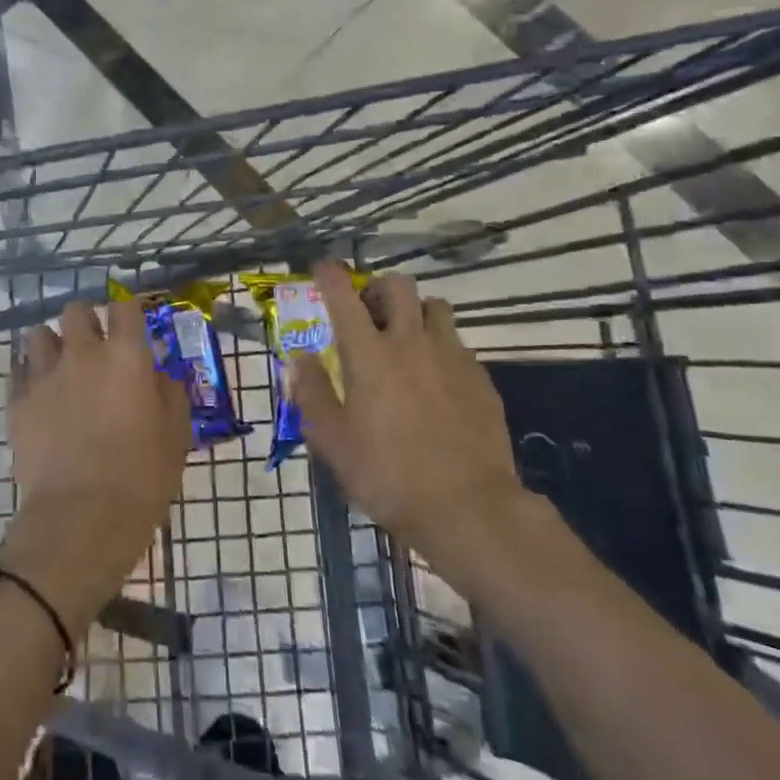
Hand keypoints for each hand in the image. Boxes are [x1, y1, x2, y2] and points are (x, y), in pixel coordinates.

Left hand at [0, 299, 188, 637]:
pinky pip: (17, 369)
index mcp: (126, 356)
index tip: (131, 325)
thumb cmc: (142, 477)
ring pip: (39, 333)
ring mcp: (45, 374)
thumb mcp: (176, 434)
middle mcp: (83, 352)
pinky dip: (28, 373)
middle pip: (76, 310)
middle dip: (86, 321)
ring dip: (52, 344)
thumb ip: (169, 392)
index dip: (128, 311)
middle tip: (94, 346)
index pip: (125, 306)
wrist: (82, 518)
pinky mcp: (17, 400)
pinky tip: (39, 392)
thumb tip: (159, 373)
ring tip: (61, 367)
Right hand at [289, 264, 535, 593]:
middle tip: (368, 313)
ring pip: (434, 307)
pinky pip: (457, 343)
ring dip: (415, 313)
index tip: (322, 270)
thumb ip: (311, 392)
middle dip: (378, 288)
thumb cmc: (388, 474)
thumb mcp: (332, 441)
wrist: (469, 508)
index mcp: (368, 353)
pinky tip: (435, 379)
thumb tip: (299, 358)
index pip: (343, 294)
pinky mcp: (480, 378)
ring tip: (406, 340)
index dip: (329, 274)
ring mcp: (450, 356)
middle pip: (397, 285)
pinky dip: (440, 347)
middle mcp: (410, 341)